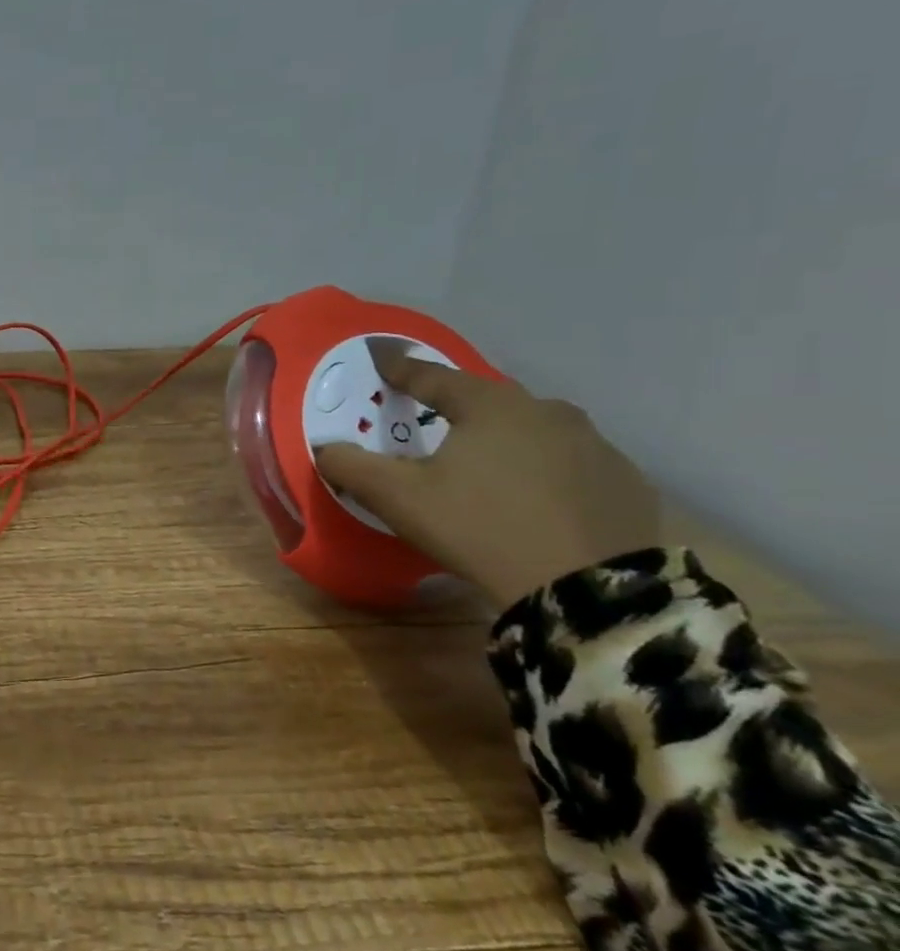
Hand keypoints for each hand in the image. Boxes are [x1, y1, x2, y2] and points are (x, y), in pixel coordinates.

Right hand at [315, 343, 661, 605]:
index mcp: (490, 406)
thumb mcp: (398, 498)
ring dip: (506, 438)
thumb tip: (324, 448)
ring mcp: (596, 447)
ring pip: (535, 431)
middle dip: (458, 405)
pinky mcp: (625, 484)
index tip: (382, 361)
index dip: (402, 369)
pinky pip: (572, 465)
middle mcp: (547, 412)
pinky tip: (535, 497)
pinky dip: (546, 471)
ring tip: (486, 464)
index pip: (434, 376)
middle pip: (489, 400)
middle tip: (434, 418)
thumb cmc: (479, 527)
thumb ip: (352, 466)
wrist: (586, 590)